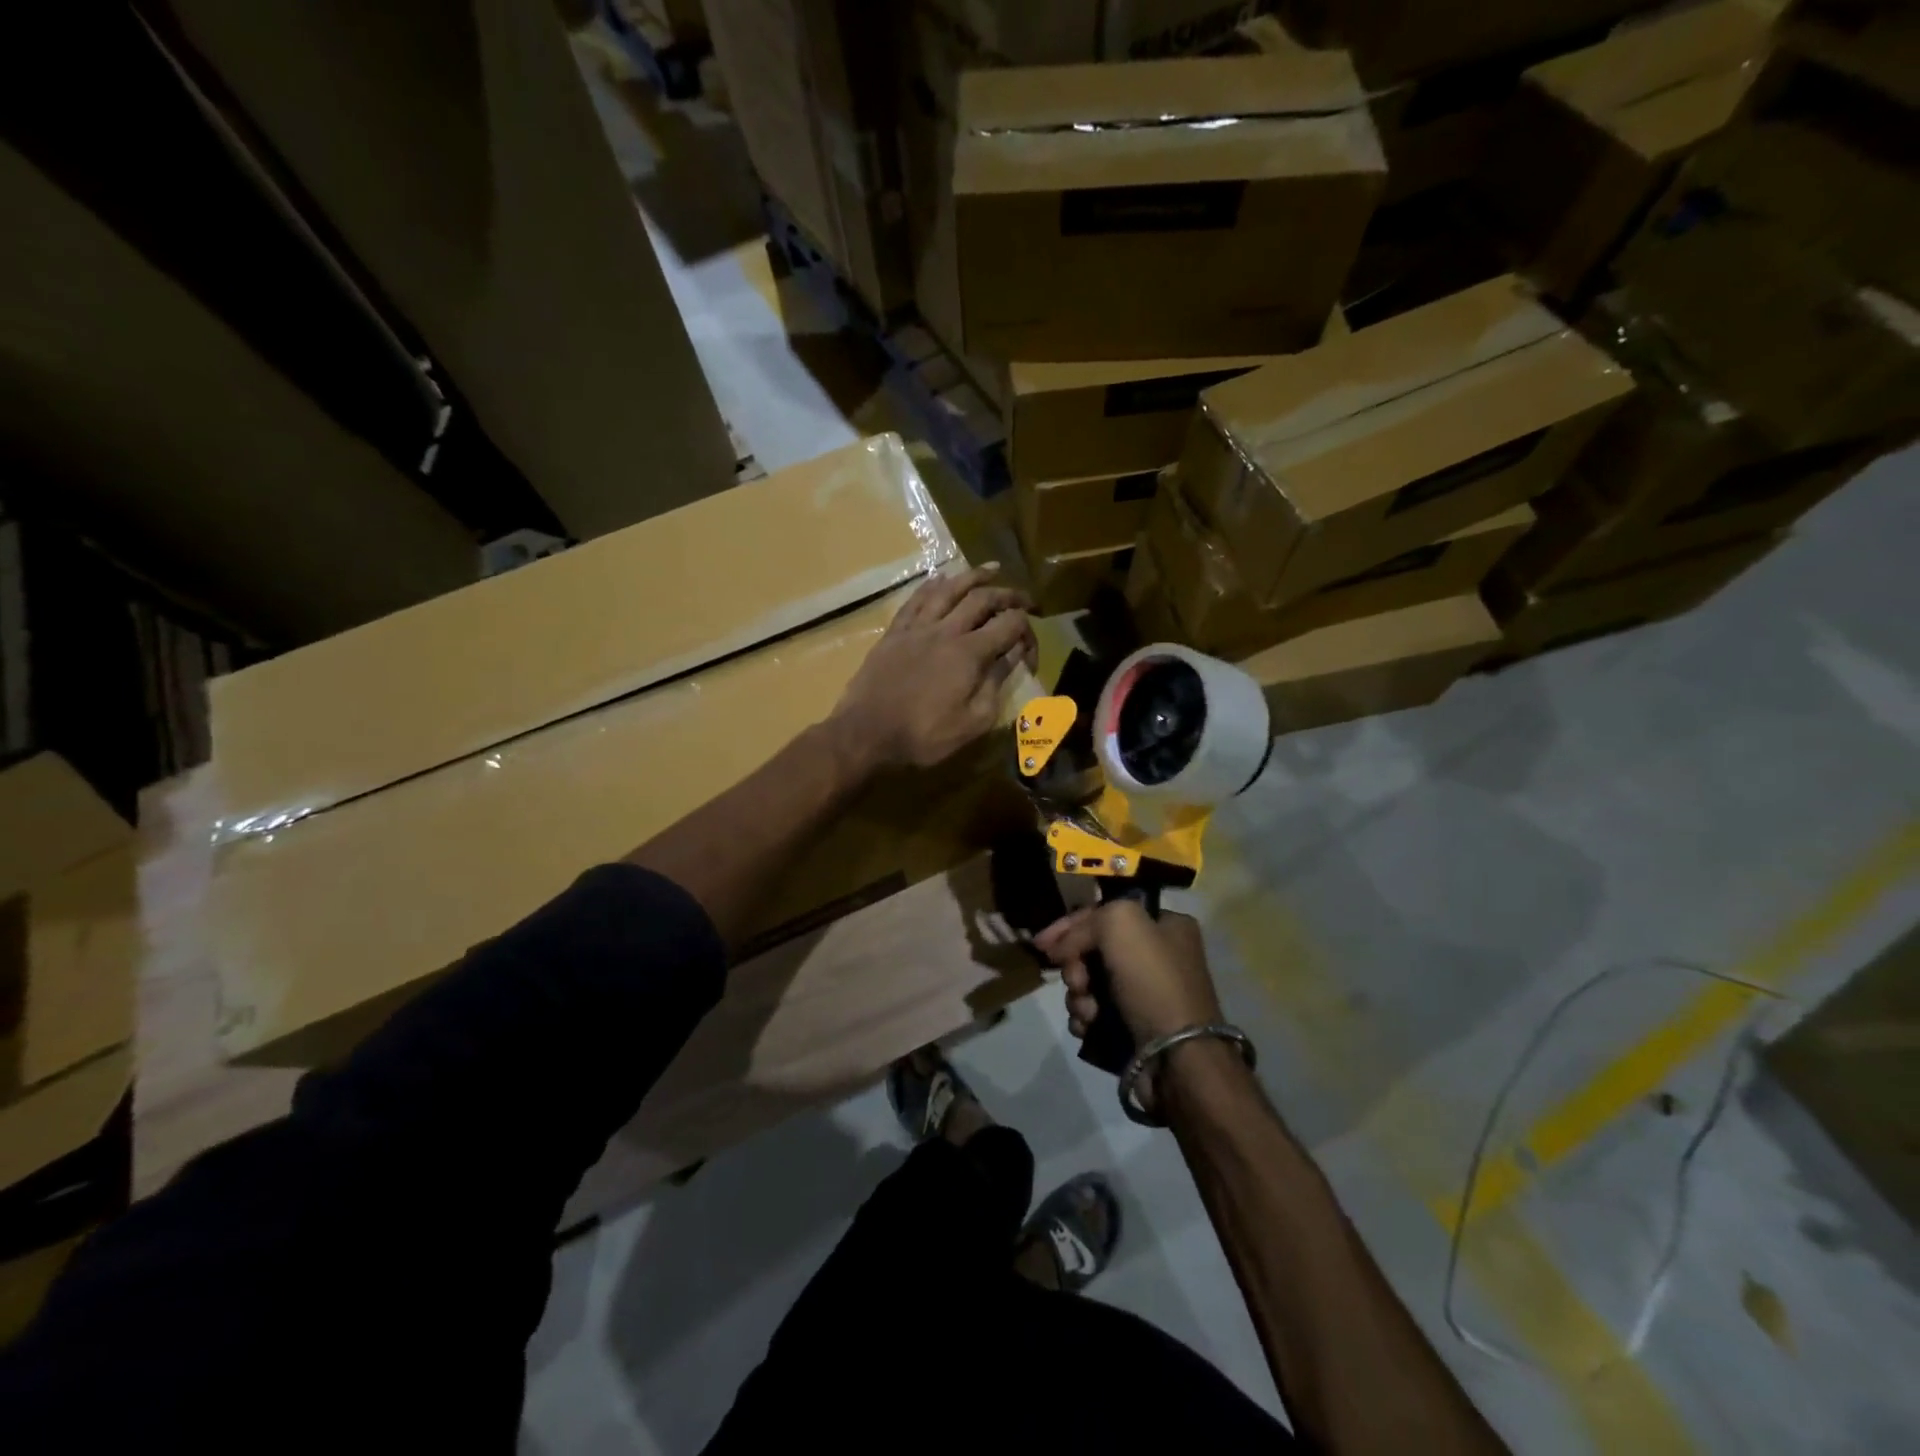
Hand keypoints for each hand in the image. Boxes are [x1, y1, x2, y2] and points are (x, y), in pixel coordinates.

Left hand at [829, 564, 1036, 772]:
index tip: (1030, 650)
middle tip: (1023, 598)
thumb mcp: (973, 721)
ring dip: (973, 577)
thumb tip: (1014, 655)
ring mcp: (917, 628)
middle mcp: (946, 630)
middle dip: (1008, 595)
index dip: (1027, 633)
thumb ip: (996, 684)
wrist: (867, 733)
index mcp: (970, 653)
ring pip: (948, 589)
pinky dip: (932, 585)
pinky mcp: (894, 633)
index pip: (1009, 625)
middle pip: (982, 598)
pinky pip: (916, 600)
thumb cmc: (924, 735)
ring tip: (991, 569)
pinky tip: (940, 579)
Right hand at [1035, 902, 1221, 1047]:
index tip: (1041, 944)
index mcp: (1165, 925)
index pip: (1104, 913)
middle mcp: (1157, 956)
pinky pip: (1095, 1014)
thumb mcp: (1120, 924)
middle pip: (1093, 950)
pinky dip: (1086, 1020)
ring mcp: (1145, 994)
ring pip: (1089, 984)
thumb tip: (1060, 949)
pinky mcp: (1134, 1027)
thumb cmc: (1153, 982)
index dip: (1069, 926)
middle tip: (1078, 981)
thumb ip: (1084, 924)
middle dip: (1075, 967)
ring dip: (1079, 997)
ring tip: (1089, 1012)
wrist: (1177, 1057)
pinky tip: (1090, 1027)